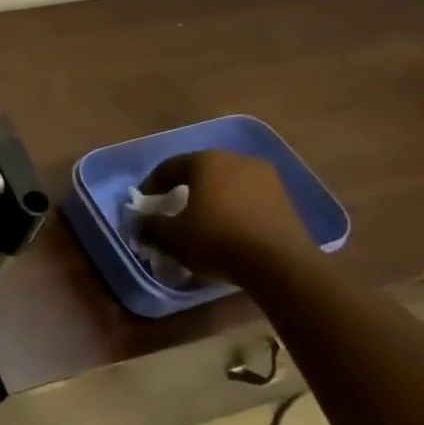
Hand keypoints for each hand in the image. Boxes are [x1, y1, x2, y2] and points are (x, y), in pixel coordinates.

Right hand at [138, 150, 317, 285]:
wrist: (280, 264)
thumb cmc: (217, 240)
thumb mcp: (171, 237)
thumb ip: (149, 226)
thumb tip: (138, 223)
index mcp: (207, 161)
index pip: (170, 166)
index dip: (152, 185)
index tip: (145, 205)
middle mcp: (237, 160)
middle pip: (201, 171)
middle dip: (183, 189)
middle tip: (171, 210)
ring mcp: (266, 178)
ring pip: (227, 184)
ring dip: (211, 199)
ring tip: (201, 222)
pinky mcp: (285, 198)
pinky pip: (248, 198)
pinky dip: (233, 209)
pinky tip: (227, 230)